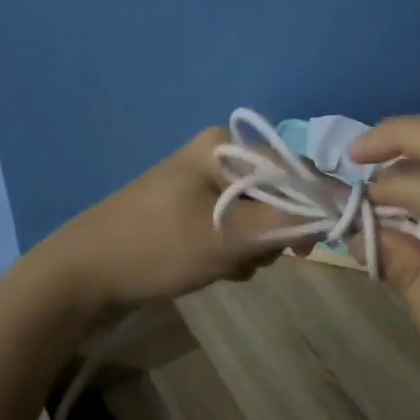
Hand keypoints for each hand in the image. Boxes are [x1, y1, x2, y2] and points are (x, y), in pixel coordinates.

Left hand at [34, 128, 297, 320]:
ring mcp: (199, 184)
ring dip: (251, 246)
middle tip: (250, 258)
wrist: (82, 274)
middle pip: (275, 193)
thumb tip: (337, 212)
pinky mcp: (188, 210)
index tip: (305, 248)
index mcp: (223, 145)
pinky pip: (231, 227)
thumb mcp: (228, 236)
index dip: (308, 206)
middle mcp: (215, 156)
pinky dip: (231, 250)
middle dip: (271, 232)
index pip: (292, 169)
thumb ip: (287, 223)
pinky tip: (214, 269)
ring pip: (255, 216)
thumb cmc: (157, 246)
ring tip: (225, 266)